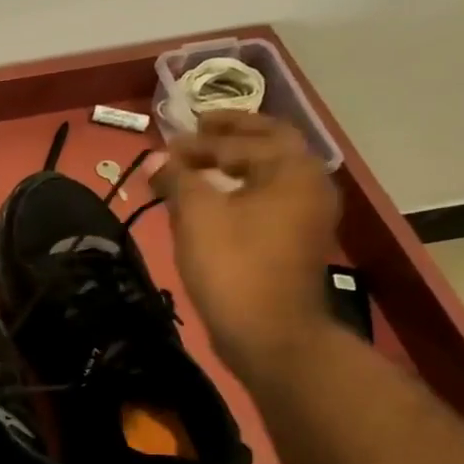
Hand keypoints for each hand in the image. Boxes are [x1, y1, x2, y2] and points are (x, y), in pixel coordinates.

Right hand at [151, 111, 341, 376]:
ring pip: (269, 175)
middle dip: (231, 137)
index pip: (243, 139)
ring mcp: (307, 215)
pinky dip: (241, 191)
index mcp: (291, 168)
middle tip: (196, 131)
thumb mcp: (197, 215)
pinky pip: (267, 201)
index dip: (201, 140)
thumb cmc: (233, 265)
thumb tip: (155, 159)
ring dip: (235, 164)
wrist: (268, 332)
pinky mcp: (295, 242)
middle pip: (269, 146)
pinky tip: (215, 203)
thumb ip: (177, 178)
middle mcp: (309, 183)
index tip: (167, 143)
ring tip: (199, 167)